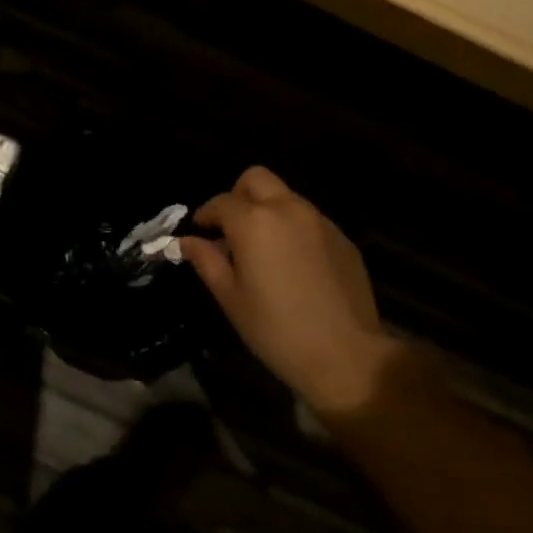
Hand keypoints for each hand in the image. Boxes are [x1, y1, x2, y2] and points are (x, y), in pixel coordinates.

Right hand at [181, 167, 392, 414]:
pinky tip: (293, 263)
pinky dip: (293, 228)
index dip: (206, 215)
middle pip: (256, 179)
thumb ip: (207, 261)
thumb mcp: (231, 298)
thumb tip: (186, 241)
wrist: (345, 354)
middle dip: (238, 196)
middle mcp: (287, 208)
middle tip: (231, 228)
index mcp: (254, 221)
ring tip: (262, 247)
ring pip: (285, 196)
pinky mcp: (342, 237)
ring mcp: (319, 220)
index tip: (200, 231)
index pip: (221, 202)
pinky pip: (309, 219)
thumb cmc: (276, 330)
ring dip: (267, 210)